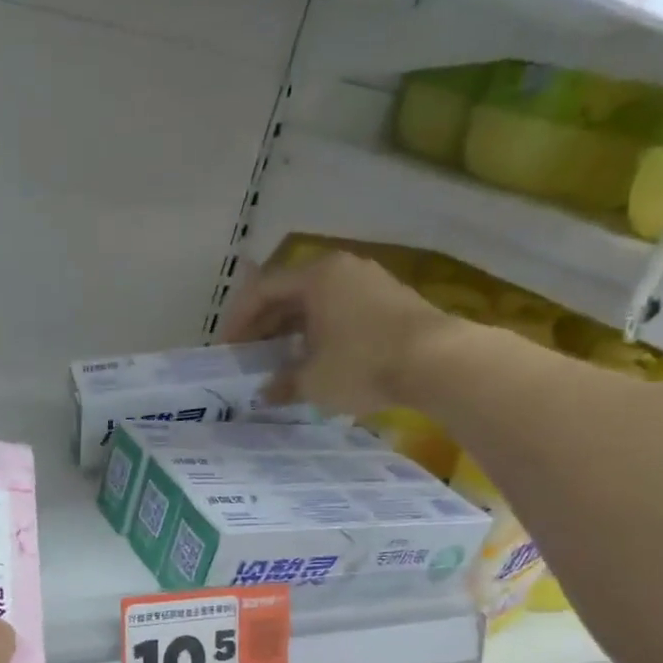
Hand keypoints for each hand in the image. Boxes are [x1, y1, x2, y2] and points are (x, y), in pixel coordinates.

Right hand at [220, 253, 462, 415]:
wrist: (437, 361)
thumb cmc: (362, 364)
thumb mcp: (312, 380)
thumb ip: (283, 383)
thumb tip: (266, 392)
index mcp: (316, 277)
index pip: (262, 290)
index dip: (238, 320)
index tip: (226, 349)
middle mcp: (341, 270)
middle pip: (289, 293)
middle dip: (264, 325)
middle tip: (248, 356)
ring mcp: (369, 282)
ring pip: (317, 303)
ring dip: (292, 331)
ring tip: (278, 361)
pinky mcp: (390, 301)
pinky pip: (340, 311)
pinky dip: (320, 332)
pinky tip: (316, 359)